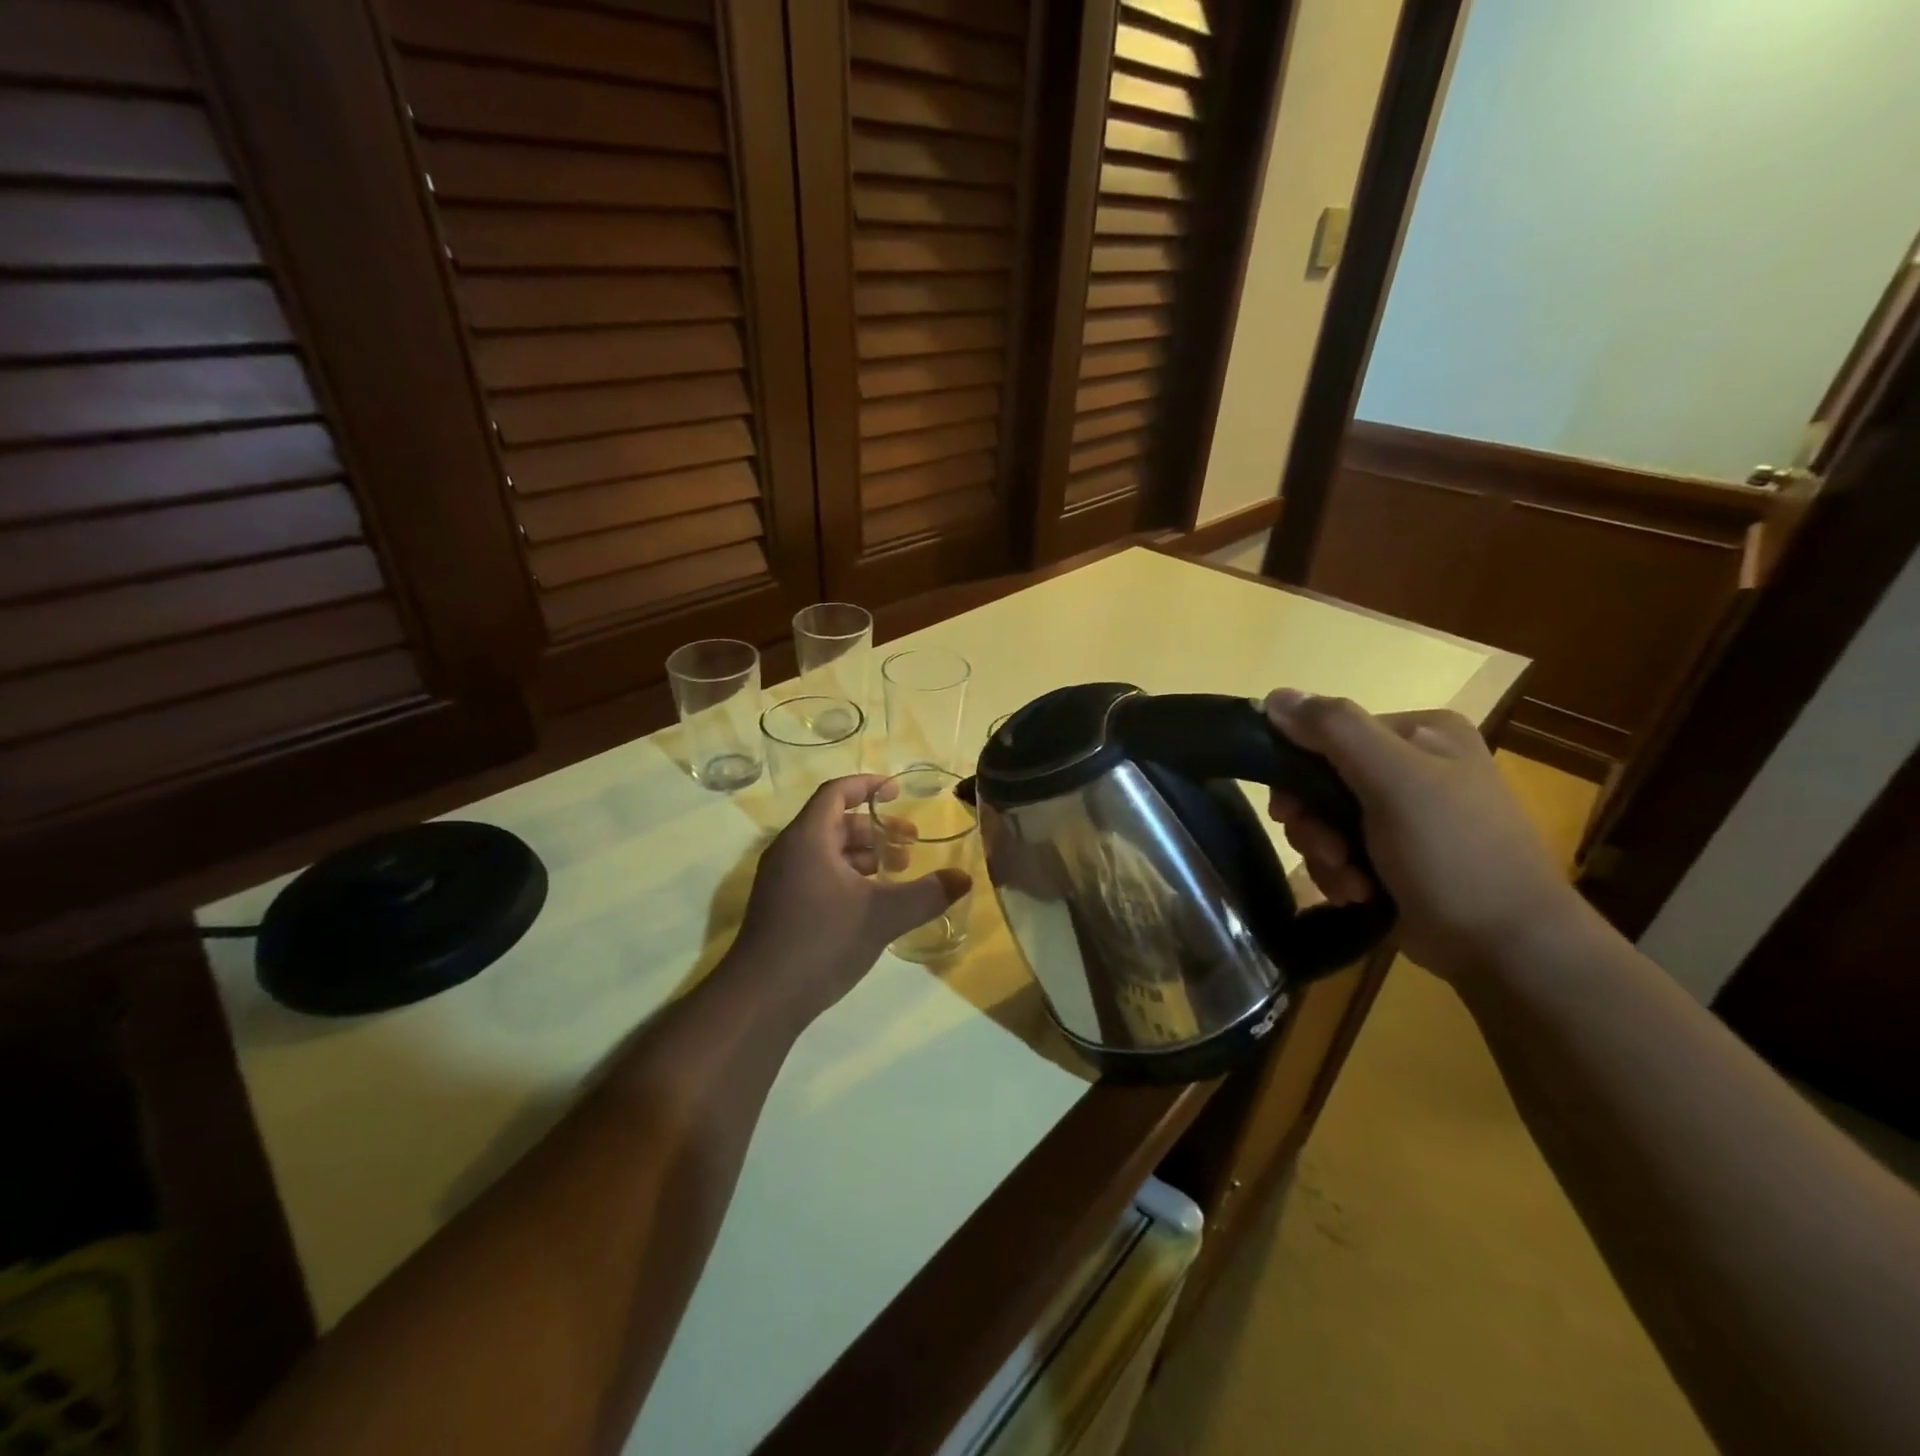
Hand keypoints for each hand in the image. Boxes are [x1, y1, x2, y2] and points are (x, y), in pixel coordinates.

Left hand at [731, 776, 971, 1019]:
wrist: (761, 999)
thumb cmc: (820, 942)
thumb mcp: (882, 916)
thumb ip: (926, 894)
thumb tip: (964, 878)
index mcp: (808, 838)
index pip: (836, 792)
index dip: (868, 785)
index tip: (898, 791)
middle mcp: (789, 851)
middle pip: (834, 822)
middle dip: (875, 828)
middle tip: (910, 844)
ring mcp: (780, 880)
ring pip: (826, 851)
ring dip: (862, 855)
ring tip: (896, 873)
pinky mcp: (780, 906)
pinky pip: (817, 873)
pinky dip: (846, 875)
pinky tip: (870, 902)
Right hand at [1263, 689, 1585, 980]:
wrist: (1507, 949)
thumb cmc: (1454, 854)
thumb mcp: (1394, 781)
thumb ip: (1334, 730)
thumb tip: (1273, 696)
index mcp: (1420, 733)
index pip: (1326, 733)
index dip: (1297, 772)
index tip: (1291, 812)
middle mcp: (1412, 765)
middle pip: (1320, 781)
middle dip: (1315, 825)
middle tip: (1331, 853)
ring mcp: (1405, 814)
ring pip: (1324, 822)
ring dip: (1326, 856)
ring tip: (1353, 884)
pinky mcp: (1396, 857)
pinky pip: (1340, 853)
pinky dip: (1340, 875)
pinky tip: (1360, 894)